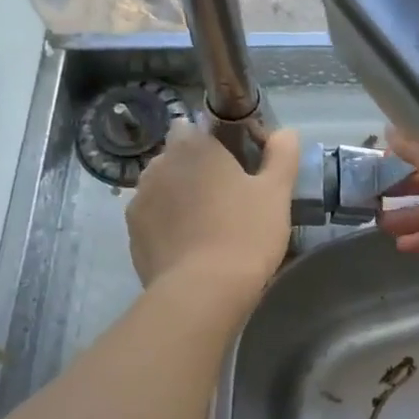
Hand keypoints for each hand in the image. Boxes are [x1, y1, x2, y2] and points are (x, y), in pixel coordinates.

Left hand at [127, 122, 300, 298]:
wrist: (203, 291)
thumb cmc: (246, 233)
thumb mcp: (277, 192)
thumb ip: (282, 155)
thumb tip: (285, 132)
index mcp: (193, 146)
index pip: (196, 127)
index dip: (216, 143)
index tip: (237, 166)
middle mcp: (158, 165)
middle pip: (178, 158)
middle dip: (197, 171)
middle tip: (228, 199)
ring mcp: (139, 200)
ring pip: (163, 189)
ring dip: (180, 198)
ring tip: (209, 226)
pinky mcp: (133, 234)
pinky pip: (154, 220)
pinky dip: (169, 226)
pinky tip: (192, 247)